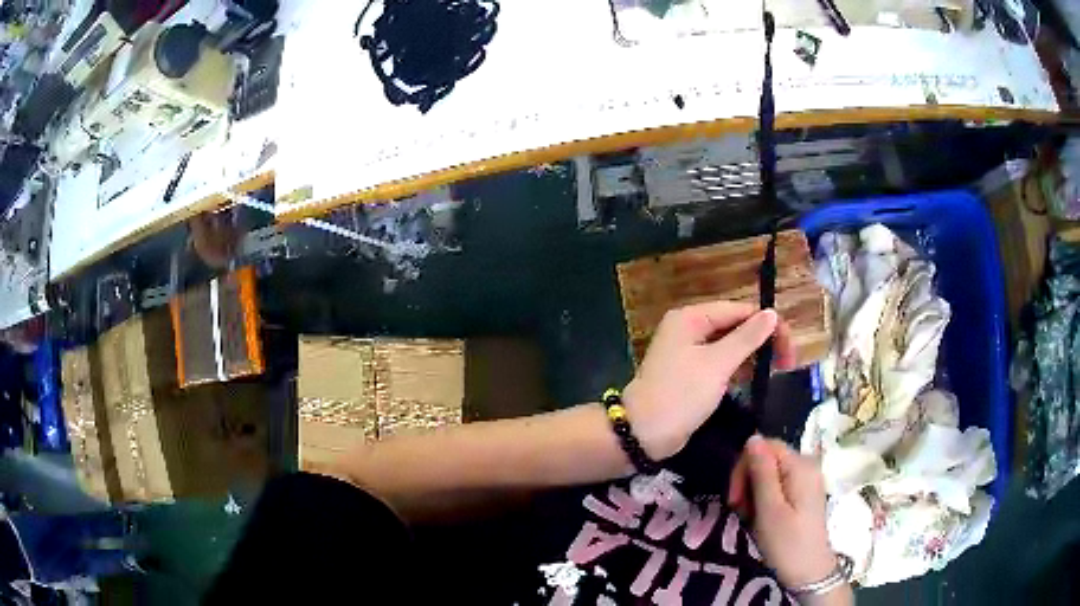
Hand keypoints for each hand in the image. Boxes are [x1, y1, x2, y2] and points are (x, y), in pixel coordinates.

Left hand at [622, 301, 794, 459]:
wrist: (645, 433)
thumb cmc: (681, 393)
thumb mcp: (718, 364)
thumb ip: (747, 338)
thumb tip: (772, 314)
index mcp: (691, 318)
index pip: (739, 310)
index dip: (767, 324)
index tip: (790, 346)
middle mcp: (689, 329)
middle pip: (735, 326)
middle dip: (762, 341)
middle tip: (788, 362)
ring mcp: (689, 353)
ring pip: (730, 347)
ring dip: (753, 356)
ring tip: (779, 370)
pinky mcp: (692, 375)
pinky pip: (721, 364)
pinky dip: (739, 369)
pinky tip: (758, 379)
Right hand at [731, 435, 837, 589]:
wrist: (809, 572)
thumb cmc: (787, 543)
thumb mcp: (769, 510)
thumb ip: (761, 472)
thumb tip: (752, 438)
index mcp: (801, 466)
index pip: (765, 446)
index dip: (744, 466)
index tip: (734, 498)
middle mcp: (807, 465)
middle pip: (768, 457)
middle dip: (748, 480)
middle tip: (739, 510)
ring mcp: (808, 479)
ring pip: (770, 472)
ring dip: (753, 492)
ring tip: (750, 518)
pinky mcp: (805, 493)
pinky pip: (779, 484)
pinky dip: (765, 498)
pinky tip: (761, 517)